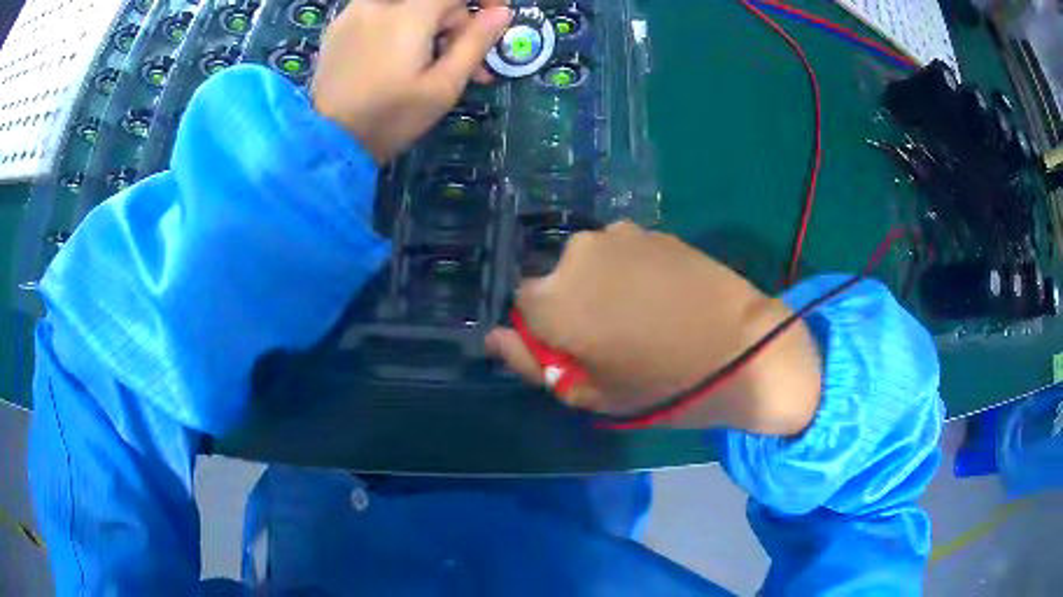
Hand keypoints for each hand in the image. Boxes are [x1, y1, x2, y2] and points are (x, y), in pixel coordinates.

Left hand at [312, 0, 511, 162]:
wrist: (329, 142)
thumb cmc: (391, 118)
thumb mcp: (443, 86)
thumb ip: (475, 42)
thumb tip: (501, 13)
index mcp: (409, 14)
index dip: (483, 2)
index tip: (494, 20)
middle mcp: (379, 3)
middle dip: (454, 21)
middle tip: (462, 59)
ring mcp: (354, 12)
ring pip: (407, 5)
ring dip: (428, 23)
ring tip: (431, 61)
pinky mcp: (339, 27)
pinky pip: (381, 12)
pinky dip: (400, 24)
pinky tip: (400, 56)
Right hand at [486, 222, 822, 433]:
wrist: (745, 349)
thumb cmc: (663, 384)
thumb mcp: (591, 393)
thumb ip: (533, 363)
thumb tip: (495, 337)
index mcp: (552, 298)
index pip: (521, 304)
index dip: (545, 328)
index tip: (574, 349)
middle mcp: (577, 253)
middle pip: (556, 278)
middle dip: (573, 303)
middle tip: (613, 337)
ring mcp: (619, 235)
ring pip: (592, 262)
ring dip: (604, 284)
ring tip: (644, 315)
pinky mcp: (654, 230)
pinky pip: (624, 252)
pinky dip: (632, 271)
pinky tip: (664, 295)